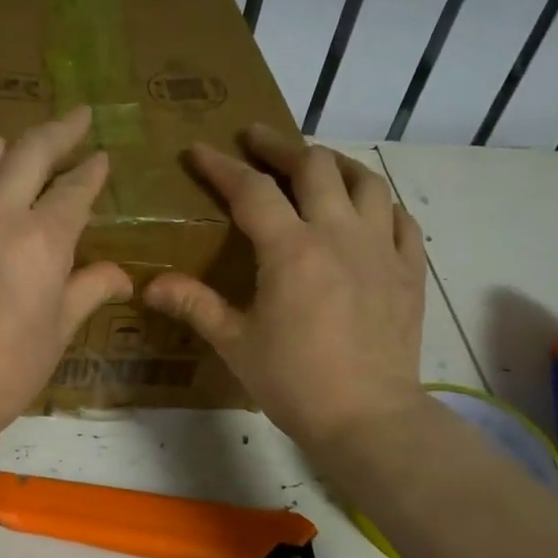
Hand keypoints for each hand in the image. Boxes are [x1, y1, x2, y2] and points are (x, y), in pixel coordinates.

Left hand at [0, 108, 132, 432]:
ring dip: (6, 150)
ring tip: (13, 162)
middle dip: (63, 130)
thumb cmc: (9, 367)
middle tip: (76, 121)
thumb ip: (91, 288)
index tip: (100, 158)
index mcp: (43, 239)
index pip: (76, 188)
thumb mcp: (60, 328)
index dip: (93, 169)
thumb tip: (123, 276)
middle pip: (34, 149)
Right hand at [144, 125, 427, 449]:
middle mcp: (339, 234)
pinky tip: (367, 210)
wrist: (368, 418)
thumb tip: (148, 285)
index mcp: (291, 250)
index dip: (221, 166)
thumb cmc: (293, 381)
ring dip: (334, 164)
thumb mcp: (235, 342)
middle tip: (256, 139)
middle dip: (279, 146)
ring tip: (314, 164)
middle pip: (313, 166)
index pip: (251, 190)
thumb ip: (194, 304)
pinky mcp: (409, 270)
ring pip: (365, 181)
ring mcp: (381, 249)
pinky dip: (379, 203)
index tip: (199, 150)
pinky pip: (400, 219)